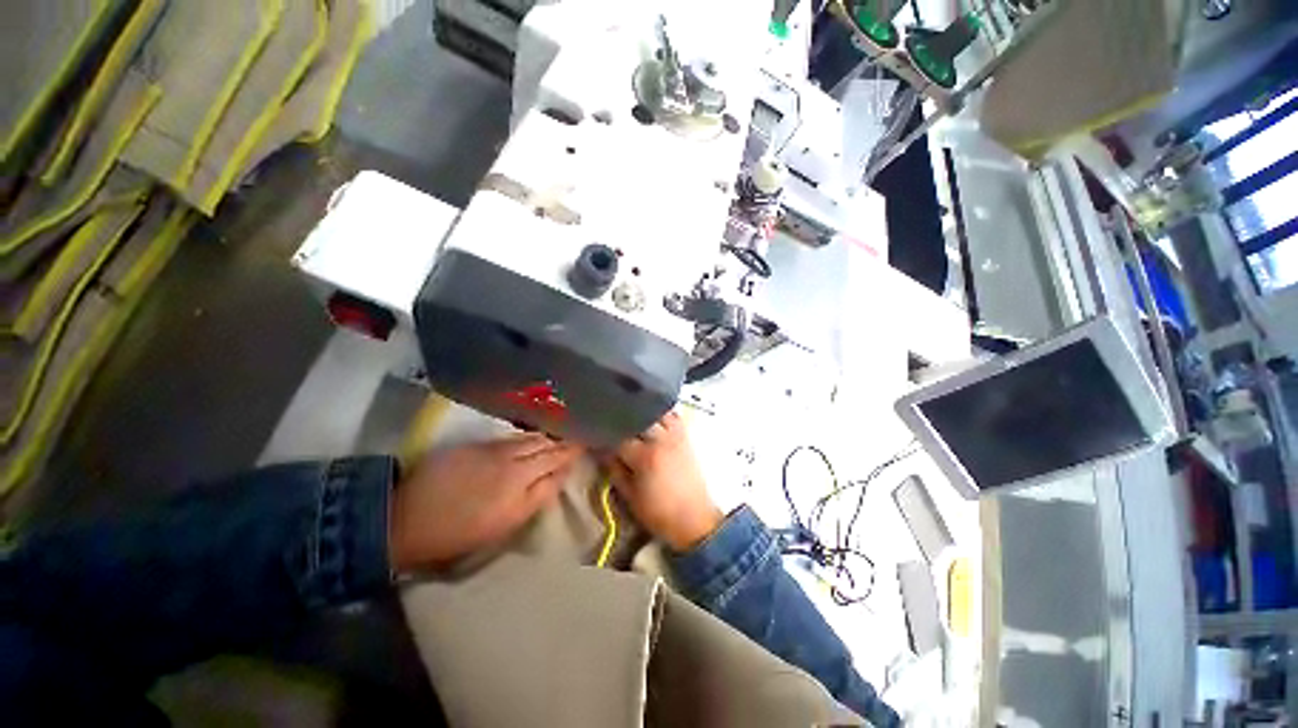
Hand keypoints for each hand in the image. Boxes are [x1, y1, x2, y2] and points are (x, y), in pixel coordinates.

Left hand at [390, 434, 582, 570]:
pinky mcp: (476, 444)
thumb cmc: (461, 531)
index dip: (572, 451)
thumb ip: (539, 494)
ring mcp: (492, 447)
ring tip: (560, 434)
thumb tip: (562, 473)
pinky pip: (510, 437)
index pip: (556, 459)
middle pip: (545, 444)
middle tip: (578, 436)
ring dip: (547, 436)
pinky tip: (531, 437)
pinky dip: (526, 436)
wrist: (406, 518)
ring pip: (529, 437)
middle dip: (563, 440)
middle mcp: (510, 456)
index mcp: (520, 478)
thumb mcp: (507, 522)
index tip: (587, 444)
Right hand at [607, 411, 722, 551]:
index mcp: (644, 457)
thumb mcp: (630, 496)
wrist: (694, 518)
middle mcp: (661, 440)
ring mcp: (675, 436)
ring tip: (631, 419)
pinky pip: (673, 416)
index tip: (596, 436)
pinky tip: (652, 418)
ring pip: (655, 412)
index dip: (604, 436)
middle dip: (621, 421)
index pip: (618, 438)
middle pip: (636, 419)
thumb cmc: (659, 512)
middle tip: (612, 426)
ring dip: (641, 413)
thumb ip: (614, 470)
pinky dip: (661, 413)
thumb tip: (603, 451)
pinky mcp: (685, 436)